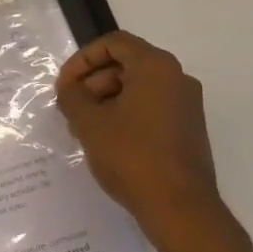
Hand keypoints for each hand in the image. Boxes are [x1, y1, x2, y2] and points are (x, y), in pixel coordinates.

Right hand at [56, 32, 239, 251]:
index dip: (82, 60)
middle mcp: (177, 78)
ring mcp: (186, 104)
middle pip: (126, 64)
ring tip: (83, 128)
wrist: (180, 208)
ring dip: (106, 100)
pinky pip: (150, 107)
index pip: (113, 43)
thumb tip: (70, 90)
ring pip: (137, 87)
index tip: (64, 86)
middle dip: (92, 82)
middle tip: (70, 108)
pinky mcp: (188, 128)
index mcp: (156, 67)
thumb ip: (72, 97)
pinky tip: (106, 140)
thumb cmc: (131, 156)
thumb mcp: (89, 123)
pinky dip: (125, 114)